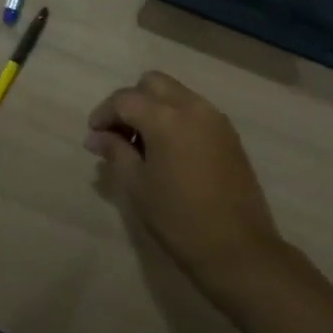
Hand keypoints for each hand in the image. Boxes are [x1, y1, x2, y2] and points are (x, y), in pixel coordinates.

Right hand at [86, 71, 289, 292]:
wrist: (238, 249)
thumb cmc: (179, 219)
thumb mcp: (138, 187)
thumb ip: (115, 152)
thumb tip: (95, 137)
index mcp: (166, 118)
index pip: (125, 99)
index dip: (104, 114)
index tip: (94, 135)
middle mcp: (192, 106)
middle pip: (152, 83)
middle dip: (131, 101)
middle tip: (119, 134)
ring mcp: (215, 118)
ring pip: (176, 93)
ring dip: (154, 107)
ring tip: (143, 145)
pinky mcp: (229, 133)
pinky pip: (195, 109)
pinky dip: (176, 117)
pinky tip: (169, 150)